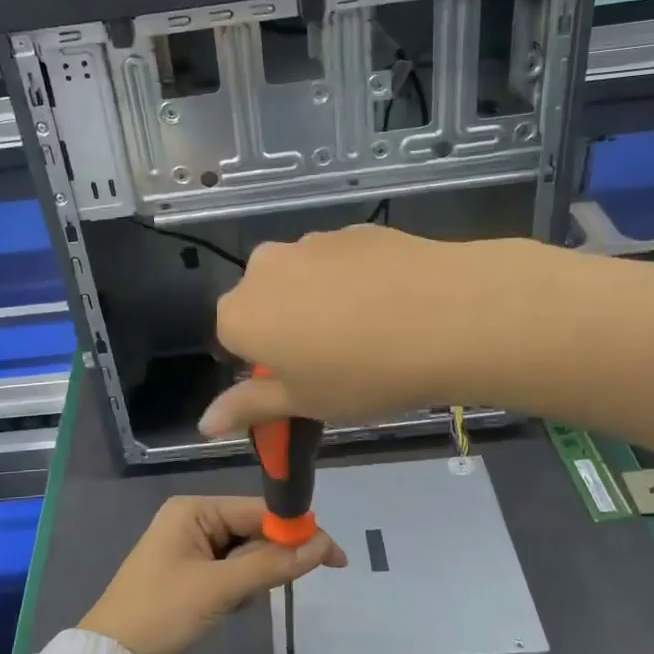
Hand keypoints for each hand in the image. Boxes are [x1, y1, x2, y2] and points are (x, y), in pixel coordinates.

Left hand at [79, 496, 346, 653]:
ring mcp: (190, 549)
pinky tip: (231, 607)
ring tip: (239, 601)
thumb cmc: (161, 613)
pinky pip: (230, 572)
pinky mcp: (191, 576)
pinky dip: (240, 588)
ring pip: (245, 554)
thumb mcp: (219, 588)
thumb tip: (323, 545)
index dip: (297, 530)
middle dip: (274, 556)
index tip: (335, 556)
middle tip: (299, 583)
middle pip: (253, 530)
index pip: (258, 510)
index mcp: (193, 509)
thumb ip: (271, 565)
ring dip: (255, 576)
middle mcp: (192, 521)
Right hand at [202, 224, 503, 438]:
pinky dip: (353, 280)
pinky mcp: (353, 230)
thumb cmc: (364, 374)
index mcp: (241, 314)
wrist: (449, 315)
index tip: (300, 379)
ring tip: (368, 330)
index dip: (263, 363)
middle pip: (263, 302)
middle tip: (332, 358)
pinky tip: (391, 303)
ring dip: (318, 300)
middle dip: (285, 326)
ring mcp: (310, 242)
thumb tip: (204, 423)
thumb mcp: (304, 402)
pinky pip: (338, 261)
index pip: (231, 339)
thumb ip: (249, 407)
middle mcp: (263, 268)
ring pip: (301, 278)